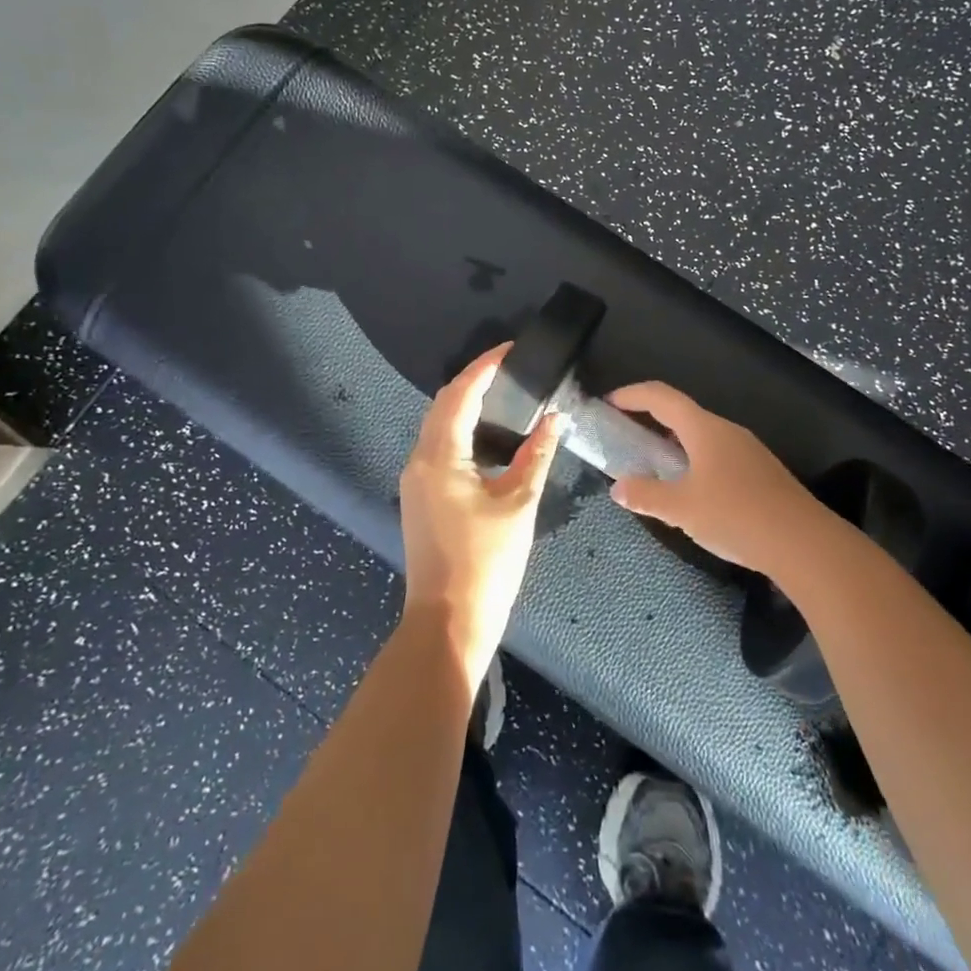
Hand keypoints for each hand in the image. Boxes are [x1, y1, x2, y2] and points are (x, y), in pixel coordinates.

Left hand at [399, 344, 564, 691]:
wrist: (448, 621)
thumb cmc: (487, 562)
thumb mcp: (519, 504)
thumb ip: (538, 455)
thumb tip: (556, 418)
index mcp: (440, 456)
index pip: (461, 394)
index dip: (485, 366)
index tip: (512, 349)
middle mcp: (419, 460)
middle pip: (444, 404)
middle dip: (474, 381)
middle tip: (511, 369)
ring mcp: (415, 480)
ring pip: (438, 425)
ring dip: (465, 404)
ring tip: (504, 394)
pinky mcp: (419, 496)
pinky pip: (438, 446)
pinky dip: (461, 429)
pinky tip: (488, 435)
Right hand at [605, 382, 827, 576]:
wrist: (804, 543)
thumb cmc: (736, 516)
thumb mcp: (682, 509)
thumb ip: (646, 496)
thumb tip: (618, 488)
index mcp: (704, 429)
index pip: (661, 396)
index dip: (632, 395)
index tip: (609, 403)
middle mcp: (726, 430)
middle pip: (682, 413)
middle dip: (650, 418)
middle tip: (625, 434)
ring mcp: (748, 450)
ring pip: (701, 435)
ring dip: (673, 441)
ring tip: (653, 464)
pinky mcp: (761, 471)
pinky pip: (717, 453)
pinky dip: (694, 458)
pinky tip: (691, 488)